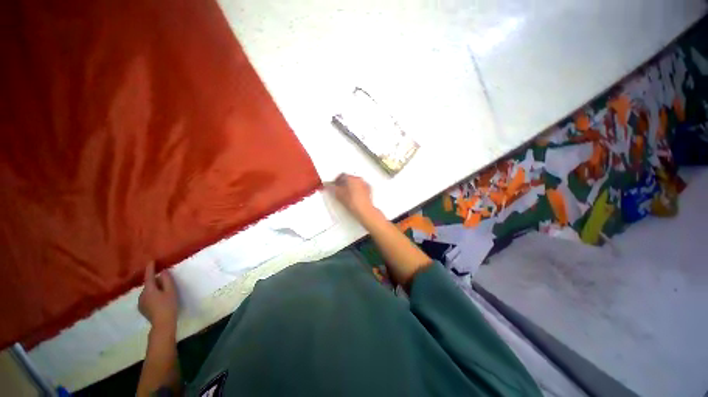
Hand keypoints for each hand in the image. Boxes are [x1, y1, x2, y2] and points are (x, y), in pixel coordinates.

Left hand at [139, 262, 178, 329]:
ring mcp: (140, 302)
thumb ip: (167, 280)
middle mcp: (142, 294)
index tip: (151, 261)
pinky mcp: (142, 308)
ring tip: (163, 293)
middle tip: (165, 282)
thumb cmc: (168, 305)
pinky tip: (158, 301)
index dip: (150, 268)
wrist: (162, 323)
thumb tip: (163, 271)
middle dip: (156, 282)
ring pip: (148, 292)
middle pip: (149, 285)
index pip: (149, 276)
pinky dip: (152, 296)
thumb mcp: (171, 291)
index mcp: (149, 289)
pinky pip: (146, 298)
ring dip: (154, 290)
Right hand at [330, 173, 374, 219]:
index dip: (337, 179)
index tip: (335, 183)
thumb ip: (333, 188)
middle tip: (339, 188)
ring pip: (355, 182)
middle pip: (349, 178)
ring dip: (350, 186)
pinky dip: (356, 189)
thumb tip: (331, 187)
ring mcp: (364, 184)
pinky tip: (353, 195)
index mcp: (351, 178)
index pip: (342, 175)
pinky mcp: (368, 190)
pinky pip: (360, 187)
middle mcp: (359, 179)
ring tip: (346, 193)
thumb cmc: (354, 203)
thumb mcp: (339, 195)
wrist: (364, 210)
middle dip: (344, 182)